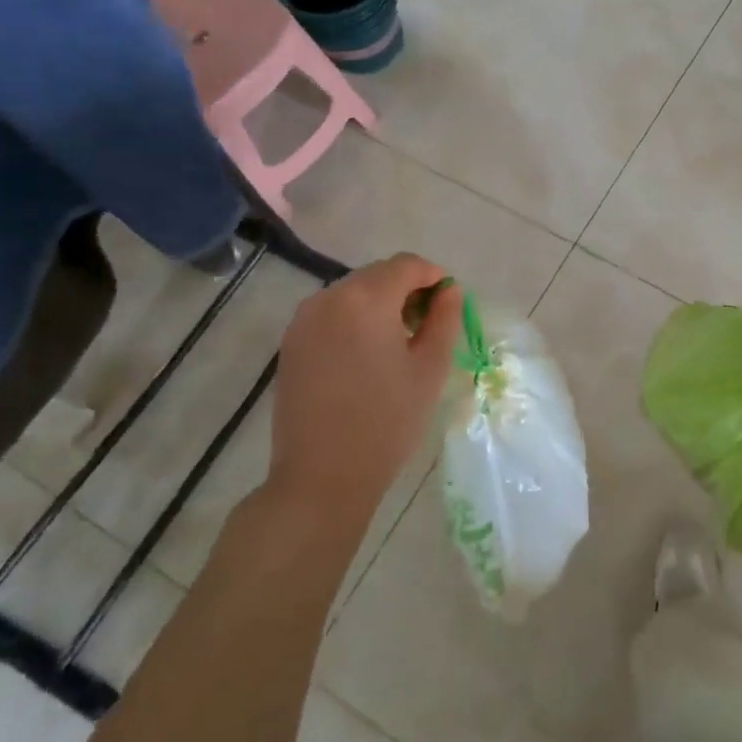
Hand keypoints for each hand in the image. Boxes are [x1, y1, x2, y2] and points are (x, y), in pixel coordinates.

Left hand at [263, 254, 461, 542]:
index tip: (450, 305)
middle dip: (408, 290)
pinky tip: (368, 357)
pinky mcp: (291, 343)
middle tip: (429, 327)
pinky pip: (332, 314)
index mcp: (366, 299)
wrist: (322, 476)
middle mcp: (328, 298)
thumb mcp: (430, 368)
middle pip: (378, 275)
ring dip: (381, 305)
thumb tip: (450, 291)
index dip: (434, 277)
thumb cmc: (387, 421)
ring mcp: (303, 320)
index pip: (407, 265)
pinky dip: (356, 321)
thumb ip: (445, 320)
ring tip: (399, 344)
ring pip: (353, 293)